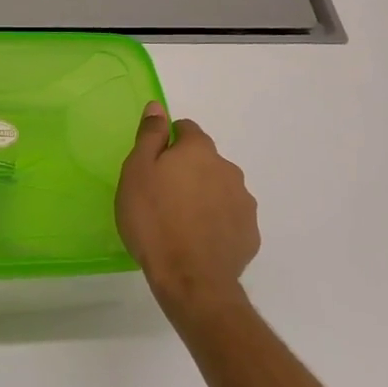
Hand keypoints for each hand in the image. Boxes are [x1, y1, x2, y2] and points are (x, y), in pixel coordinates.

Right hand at [115, 102, 258, 317]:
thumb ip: (149, 136)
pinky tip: (198, 240)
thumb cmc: (154, 220)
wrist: (191, 280)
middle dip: (187, 170)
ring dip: (204, 195)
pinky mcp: (250, 233)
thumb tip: (157, 106)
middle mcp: (228, 169)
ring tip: (180, 221)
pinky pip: (230, 217)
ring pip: (219, 188)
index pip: (185, 129)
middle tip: (162, 196)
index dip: (167, 142)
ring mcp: (244, 202)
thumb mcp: (137, 172)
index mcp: (199, 151)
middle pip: (204, 159)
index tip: (153, 165)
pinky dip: (216, 221)